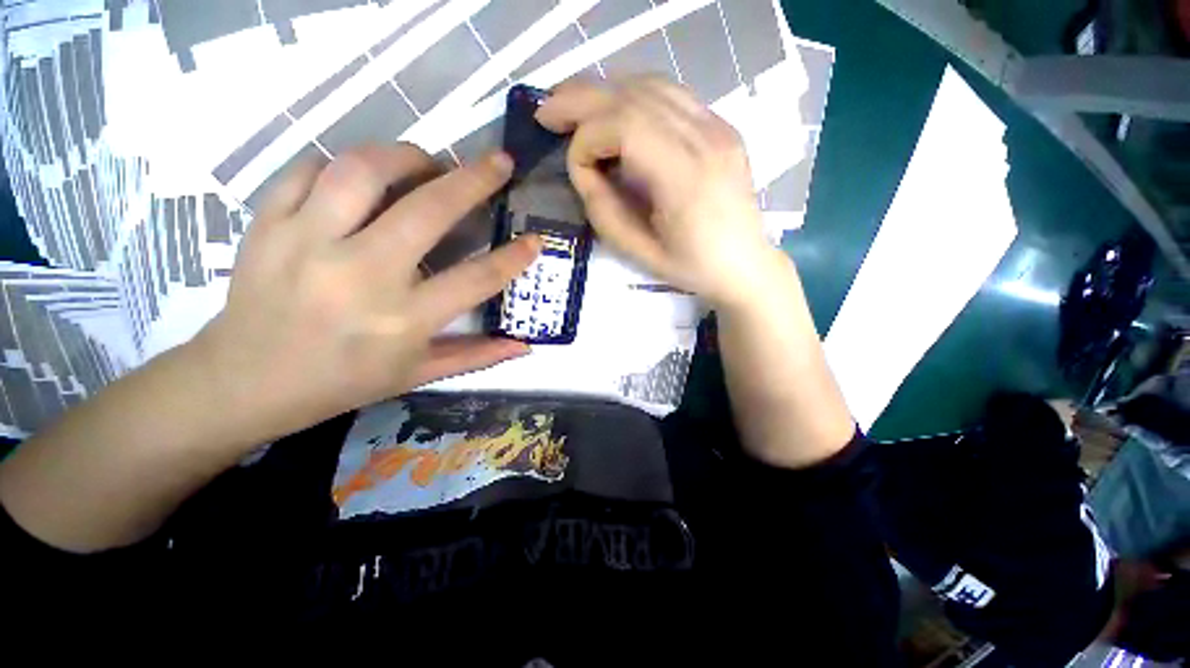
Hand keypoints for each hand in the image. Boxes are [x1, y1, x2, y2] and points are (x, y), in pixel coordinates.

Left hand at [193, 144, 540, 445]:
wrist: (244, 382)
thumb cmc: (344, 382)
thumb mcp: (419, 374)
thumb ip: (477, 355)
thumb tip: (525, 345)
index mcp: (403, 320)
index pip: (476, 279)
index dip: (513, 258)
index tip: (535, 240)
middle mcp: (361, 275)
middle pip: (428, 210)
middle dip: (474, 179)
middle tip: (498, 162)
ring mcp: (307, 243)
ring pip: (363, 170)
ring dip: (407, 156)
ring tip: (427, 163)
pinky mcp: (267, 224)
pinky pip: (309, 170)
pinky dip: (342, 165)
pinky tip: (360, 178)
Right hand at [536, 76, 778, 307]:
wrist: (745, 263)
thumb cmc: (692, 267)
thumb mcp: (639, 252)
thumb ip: (603, 210)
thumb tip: (584, 169)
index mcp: (686, 177)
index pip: (624, 128)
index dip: (587, 142)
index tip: (577, 171)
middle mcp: (705, 139)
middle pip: (634, 95)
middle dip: (582, 100)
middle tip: (546, 111)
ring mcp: (717, 127)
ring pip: (651, 85)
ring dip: (605, 91)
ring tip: (573, 107)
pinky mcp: (720, 127)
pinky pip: (670, 94)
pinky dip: (633, 96)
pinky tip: (615, 112)